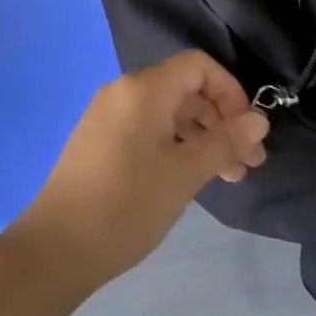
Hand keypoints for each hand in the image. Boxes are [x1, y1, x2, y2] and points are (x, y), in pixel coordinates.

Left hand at [9, 51, 269, 290]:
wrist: (55, 250)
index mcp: (144, 88)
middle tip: (248, 163)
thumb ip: (224, 141)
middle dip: (221, 120)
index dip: (230, 90)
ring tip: (227, 176)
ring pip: (168, 111)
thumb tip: (259, 119)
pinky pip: (148, 127)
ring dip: (202, 136)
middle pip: (185, 88)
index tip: (248, 130)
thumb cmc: (127, 205)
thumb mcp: (184, 174)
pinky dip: (176, 144)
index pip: (199, 66)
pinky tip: (190, 176)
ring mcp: (108, 115)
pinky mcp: (100, 140)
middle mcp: (124, 91)